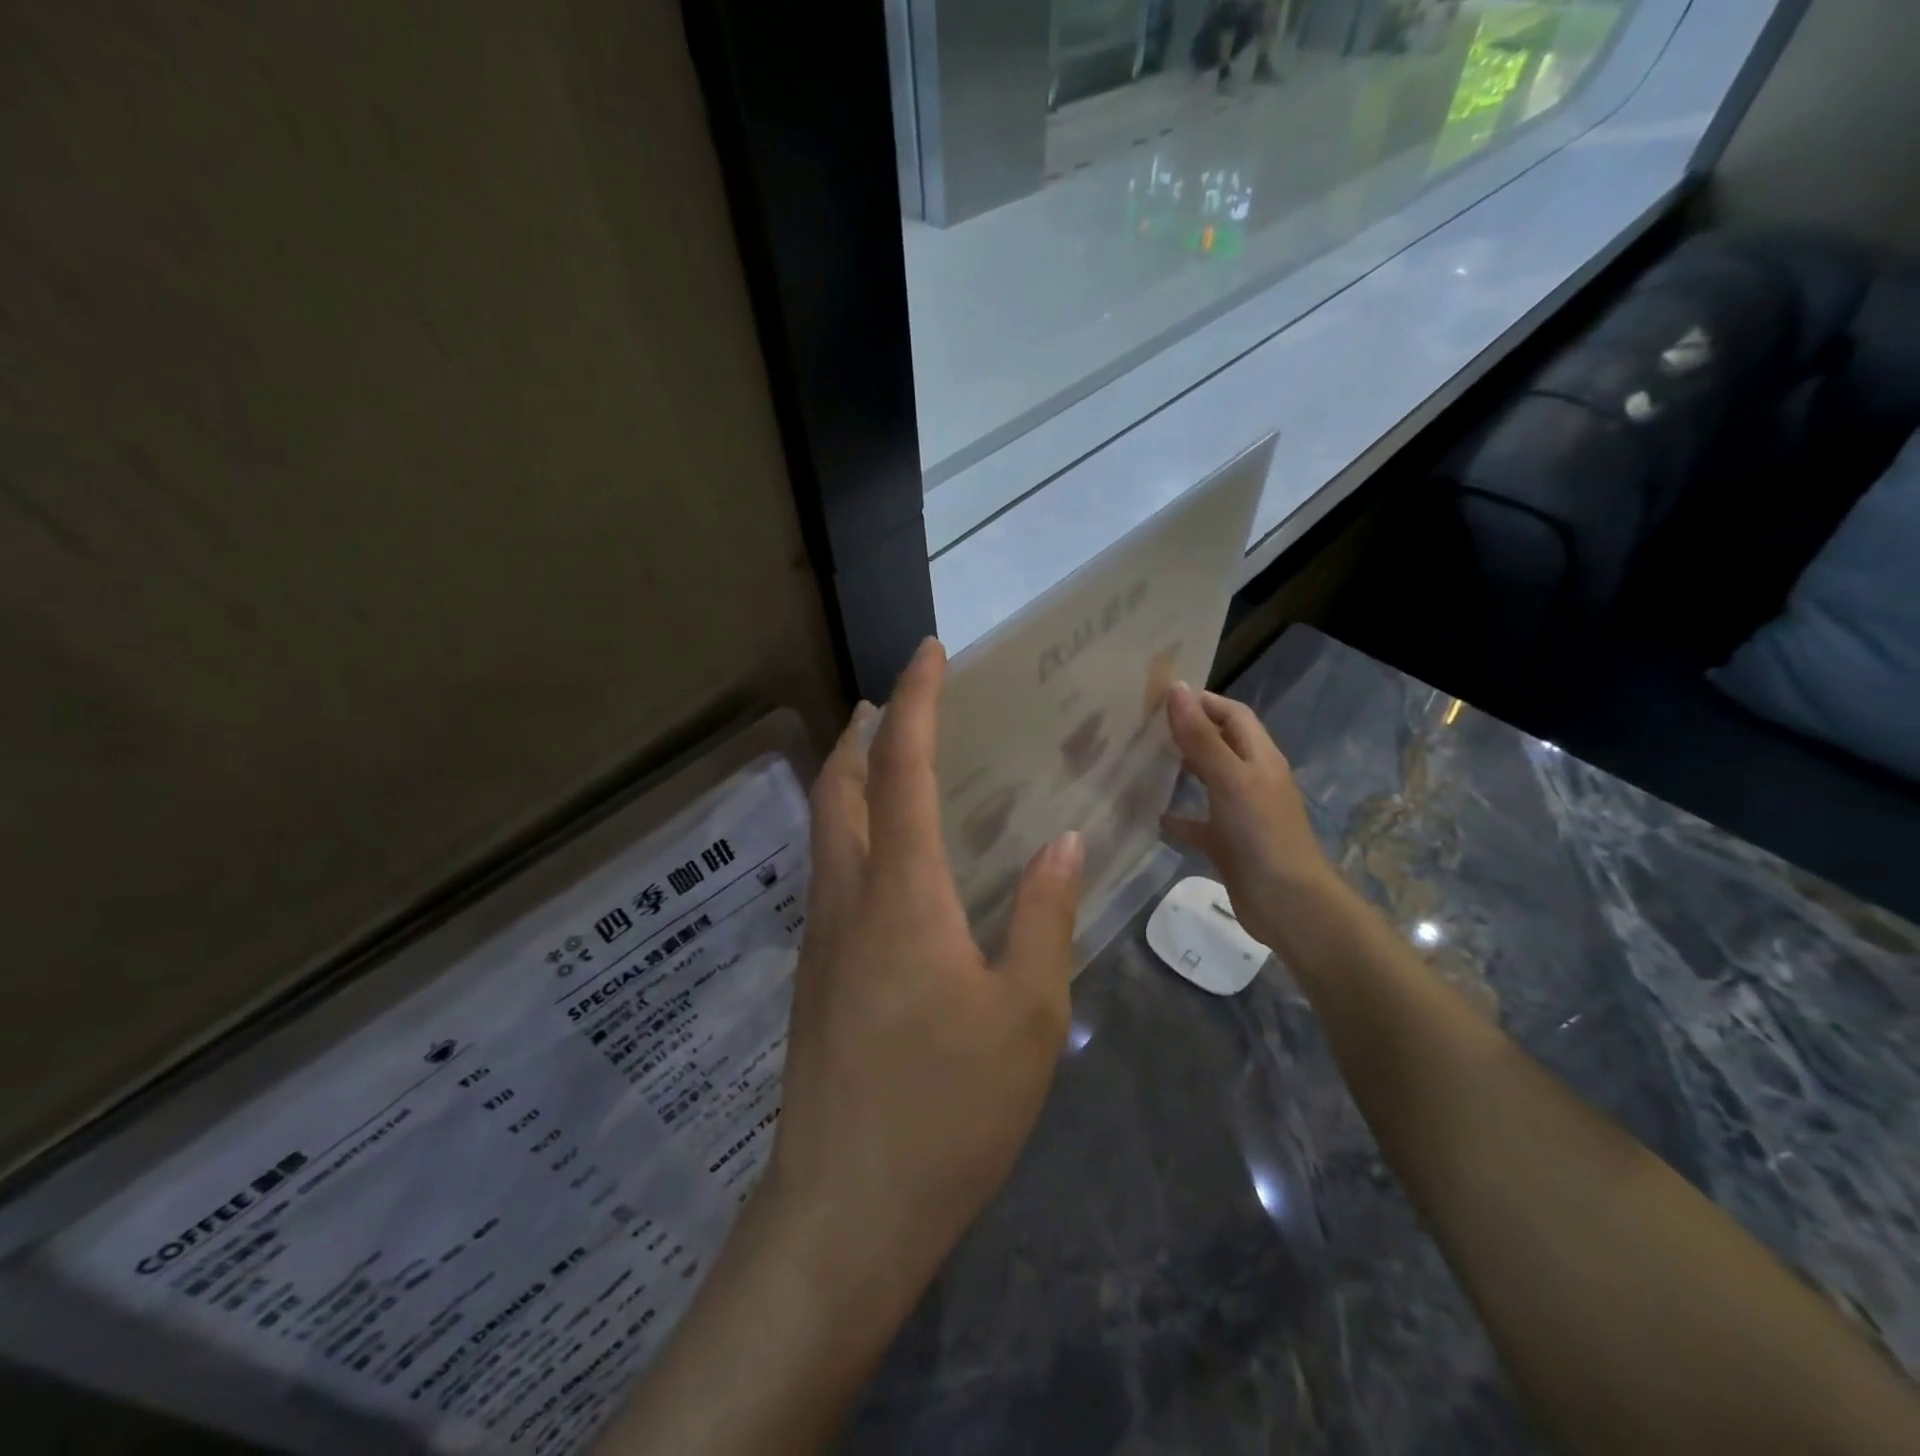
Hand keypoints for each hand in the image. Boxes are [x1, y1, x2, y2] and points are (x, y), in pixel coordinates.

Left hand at [760, 637, 1085, 1317]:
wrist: (845, 1210)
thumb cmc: (947, 1109)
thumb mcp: (1027, 1014)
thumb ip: (1045, 916)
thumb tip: (1062, 842)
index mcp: (901, 893)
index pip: (904, 769)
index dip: (916, 702)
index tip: (929, 653)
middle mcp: (847, 897)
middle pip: (838, 785)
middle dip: (863, 730)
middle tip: (898, 703)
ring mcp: (819, 936)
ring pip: (824, 828)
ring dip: (851, 779)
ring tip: (894, 765)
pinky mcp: (813, 974)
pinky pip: (830, 873)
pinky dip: (853, 833)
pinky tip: (892, 863)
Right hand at [1160, 683, 1336, 956]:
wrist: (1287, 903)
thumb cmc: (1261, 833)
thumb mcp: (1230, 778)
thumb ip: (1201, 736)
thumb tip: (1177, 689)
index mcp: (1259, 758)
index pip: (1233, 715)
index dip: (1203, 701)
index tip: (1161, 697)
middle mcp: (1251, 780)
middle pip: (1219, 744)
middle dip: (1187, 732)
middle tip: (1142, 726)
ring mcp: (1240, 813)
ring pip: (1207, 781)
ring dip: (1180, 770)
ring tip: (1140, 761)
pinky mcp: (1227, 843)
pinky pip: (1198, 823)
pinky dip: (1176, 816)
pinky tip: (1150, 815)